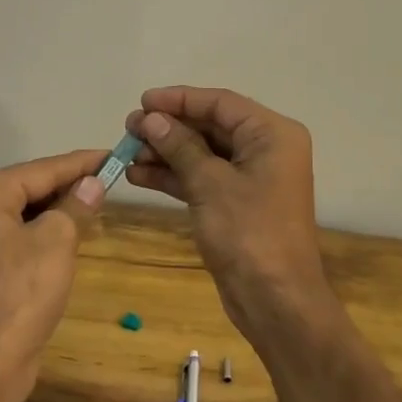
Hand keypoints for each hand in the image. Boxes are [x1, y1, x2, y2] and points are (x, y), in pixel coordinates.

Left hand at [0, 149, 107, 401]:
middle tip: (110, 180)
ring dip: (58, 212)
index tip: (114, 154)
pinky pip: (16, 239)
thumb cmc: (19, 294)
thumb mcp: (56, 241)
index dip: (82, 162)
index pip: (42, 168)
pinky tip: (69, 239)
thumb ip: (76, 205)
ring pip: (24, 215)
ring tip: (96, 205)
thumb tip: (92, 183)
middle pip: (29, 188)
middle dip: (69, 186)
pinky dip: (42, 235)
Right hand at [126, 87, 334, 341]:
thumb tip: (152, 119)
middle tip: (129, 128)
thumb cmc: (248, 233)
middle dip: (169, 128)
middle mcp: (266, 150)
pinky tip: (139, 175)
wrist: (275, 301)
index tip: (142, 101)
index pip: (221, 103)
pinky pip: (203, 178)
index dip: (179, 99)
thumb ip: (180, 146)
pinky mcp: (237, 204)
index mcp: (272, 134)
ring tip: (126, 152)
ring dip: (166, 152)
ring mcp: (252, 179)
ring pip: (203, 154)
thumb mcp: (210, 183)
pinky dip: (174, 176)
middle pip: (211, 126)